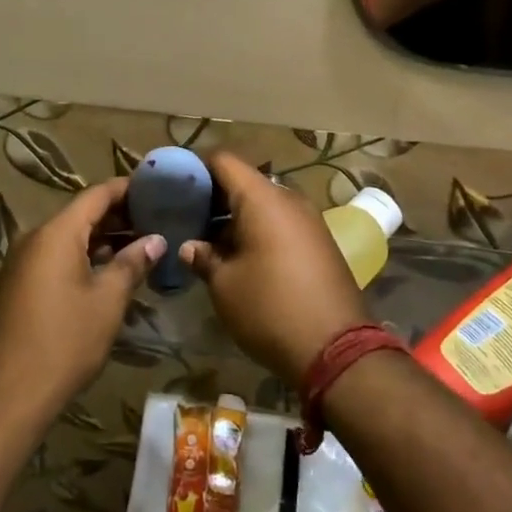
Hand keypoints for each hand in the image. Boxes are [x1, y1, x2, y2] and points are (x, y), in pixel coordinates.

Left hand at [0, 179, 165, 431]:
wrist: (4, 398)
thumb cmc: (64, 342)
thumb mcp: (107, 301)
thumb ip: (132, 264)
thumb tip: (156, 240)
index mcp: (56, 233)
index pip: (97, 194)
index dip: (127, 189)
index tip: (156, 189)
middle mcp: (34, 238)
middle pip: (81, 215)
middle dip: (118, 216)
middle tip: (156, 221)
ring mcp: (21, 263)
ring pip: (68, 238)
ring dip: (102, 240)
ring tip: (140, 247)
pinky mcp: (17, 287)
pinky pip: (55, 258)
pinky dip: (83, 258)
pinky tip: (108, 274)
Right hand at [180, 152, 369, 386]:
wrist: (337, 350)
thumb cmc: (270, 309)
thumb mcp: (225, 286)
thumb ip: (204, 257)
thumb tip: (191, 246)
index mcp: (262, 198)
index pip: (224, 161)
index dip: (196, 168)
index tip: (174, 187)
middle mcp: (288, 199)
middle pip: (244, 182)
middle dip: (214, 197)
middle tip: (186, 218)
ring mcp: (309, 220)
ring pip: (263, 204)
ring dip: (235, 217)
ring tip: (208, 241)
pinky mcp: (320, 242)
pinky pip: (281, 223)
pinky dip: (258, 231)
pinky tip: (240, 257)